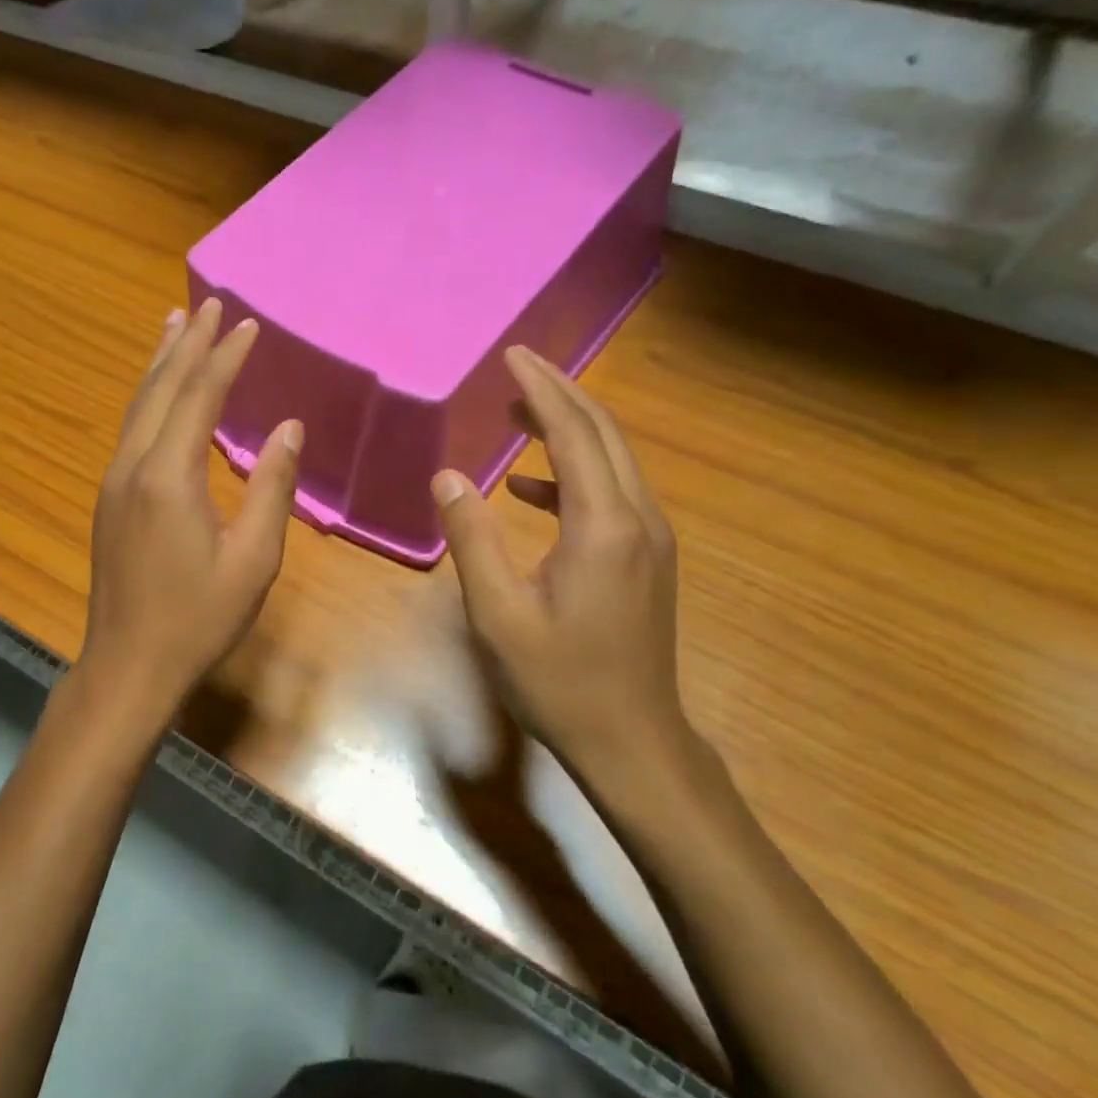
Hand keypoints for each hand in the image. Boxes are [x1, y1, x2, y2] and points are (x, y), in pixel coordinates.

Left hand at [72, 299, 301, 736]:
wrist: (128, 665)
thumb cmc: (199, 618)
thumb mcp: (253, 558)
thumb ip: (271, 487)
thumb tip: (289, 427)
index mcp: (169, 477)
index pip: (200, 397)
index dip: (225, 357)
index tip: (247, 323)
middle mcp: (133, 466)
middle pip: (161, 388)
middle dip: (188, 344)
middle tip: (208, 303)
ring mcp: (114, 480)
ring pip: (138, 404)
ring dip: (161, 362)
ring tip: (176, 324)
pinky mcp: (110, 497)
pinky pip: (131, 427)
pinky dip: (149, 394)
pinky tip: (159, 389)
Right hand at [432, 346, 694, 795]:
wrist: (633, 742)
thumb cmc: (559, 680)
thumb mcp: (498, 612)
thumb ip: (472, 537)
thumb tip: (448, 476)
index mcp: (602, 525)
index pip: (573, 433)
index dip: (541, 389)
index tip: (512, 356)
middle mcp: (637, 519)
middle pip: (603, 433)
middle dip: (561, 393)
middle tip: (518, 366)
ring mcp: (649, 539)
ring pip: (613, 459)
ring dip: (569, 427)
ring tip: (518, 411)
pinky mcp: (646, 557)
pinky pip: (611, 493)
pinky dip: (571, 473)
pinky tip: (528, 487)